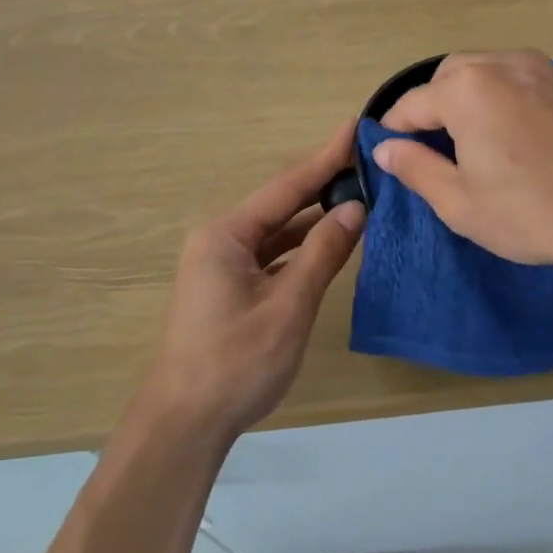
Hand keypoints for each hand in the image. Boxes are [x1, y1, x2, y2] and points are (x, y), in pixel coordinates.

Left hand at [139, 123, 364, 445]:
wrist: (184, 424)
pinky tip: (331, 245)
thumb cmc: (235, 363)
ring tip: (361, 197)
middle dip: (323, 185)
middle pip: (281, 205)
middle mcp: (221, 240)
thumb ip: (322, 254)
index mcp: (226, 235)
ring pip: (278, 233)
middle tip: (368, 162)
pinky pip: (272, 257)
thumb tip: (356, 208)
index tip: (354, 128)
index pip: (286, 187)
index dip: (325, 158)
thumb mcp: (288, 307)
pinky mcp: (230, 289)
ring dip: (315, 220)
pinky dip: (301, 250)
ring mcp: (223, 266)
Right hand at [372, 50, 552, 274]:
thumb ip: (415, 168)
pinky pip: (527, 79)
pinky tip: (521, 133)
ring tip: (476, 136)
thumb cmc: (534, 213)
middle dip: (433, 103)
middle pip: (451, 74)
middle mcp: (506, 64)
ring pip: (491, 69)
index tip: (387, 149)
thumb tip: (384, 147)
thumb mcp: (460, 203)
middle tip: (434, 144)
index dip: (394, 127)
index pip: (413, 103)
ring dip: (471, 94)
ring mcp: (548, 69)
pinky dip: (509, 95)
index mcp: (469, 89)